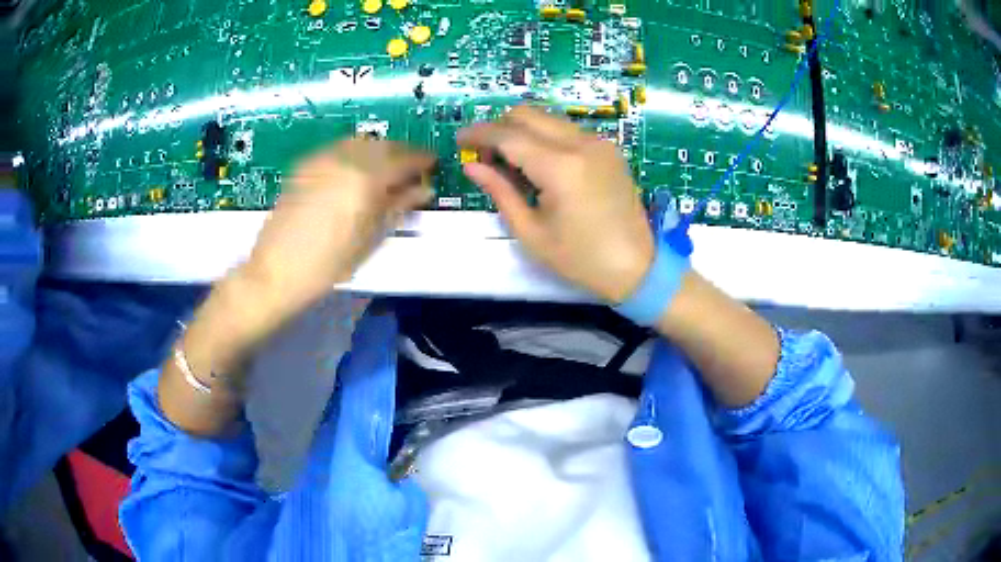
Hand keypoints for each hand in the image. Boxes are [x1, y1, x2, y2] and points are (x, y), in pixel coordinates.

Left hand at [239, 137, 434, 329]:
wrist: (277, 269)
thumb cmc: (329, 263)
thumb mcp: (370, 238)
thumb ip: (399, 207)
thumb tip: (424, 189)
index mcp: (366, 178)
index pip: (405, 158)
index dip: (422, 159)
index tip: (433, 163)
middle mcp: (345, 159)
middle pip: (383, 145)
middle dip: (403, 152)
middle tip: (413, 167)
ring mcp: (322, 159)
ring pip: (360, 142)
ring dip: (379, 150)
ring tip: (386, 168)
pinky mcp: (305, 164)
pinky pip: (339, 148)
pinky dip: (355, 152)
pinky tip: (356, 170)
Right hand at [458, 106, 654, 302]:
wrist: (638, 267)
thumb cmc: (581, 259)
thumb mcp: (532, 233)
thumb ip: (500, 192)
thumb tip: (472, 166)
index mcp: (560, 167)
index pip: (509, 135)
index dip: (479, 134)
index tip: (460, 140)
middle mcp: (582, 143)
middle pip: (528, 114)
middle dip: (500, 127)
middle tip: (484, 153)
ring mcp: (600, 142)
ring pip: (548, 118)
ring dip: (523, 130)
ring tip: (510, 161)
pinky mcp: (609, 149)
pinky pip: (568, 130)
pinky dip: (546, 137)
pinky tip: (540, 164)